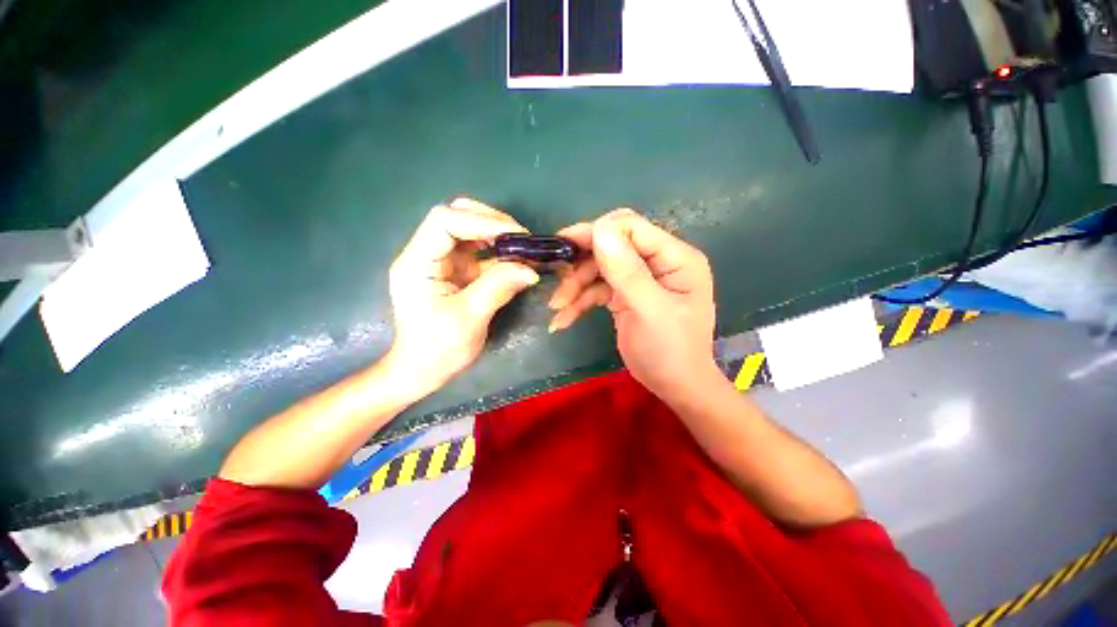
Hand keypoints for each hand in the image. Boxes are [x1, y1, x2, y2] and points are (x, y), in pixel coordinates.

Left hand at [388, 198, 539, 394]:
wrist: (422, 370)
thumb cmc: (438, 350)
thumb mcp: (469, 318)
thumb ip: (498, 287)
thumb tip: (531, 268)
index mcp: (417, 262)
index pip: (445, 221)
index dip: (482, 221)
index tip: (516, 236)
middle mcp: (425, 254)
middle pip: (456, 217)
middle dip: (491, 222)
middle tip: (522, 239)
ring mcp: (440, 262)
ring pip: (469, 230)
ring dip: (498, 236)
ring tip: (523, 249)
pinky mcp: (454, 272)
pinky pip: (478, 251)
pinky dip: (499, 253)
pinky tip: (515, 261)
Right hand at [548, 209, 718, 400]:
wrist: (673, 386)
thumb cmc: (670, 350)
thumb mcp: (650, 311)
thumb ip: (627, 271)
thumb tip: (599, 229)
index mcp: (674, 257)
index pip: (631, 227)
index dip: (598, 232)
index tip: (566, 248)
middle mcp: (656, 261)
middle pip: (610, 246)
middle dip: (581, 264)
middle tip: (555, 277)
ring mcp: (638, 278)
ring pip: (598, 269)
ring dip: (575, 287)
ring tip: (556, 308)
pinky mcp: (623, 295)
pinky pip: (596, 290)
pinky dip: (578, 303)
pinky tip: (561, 320)